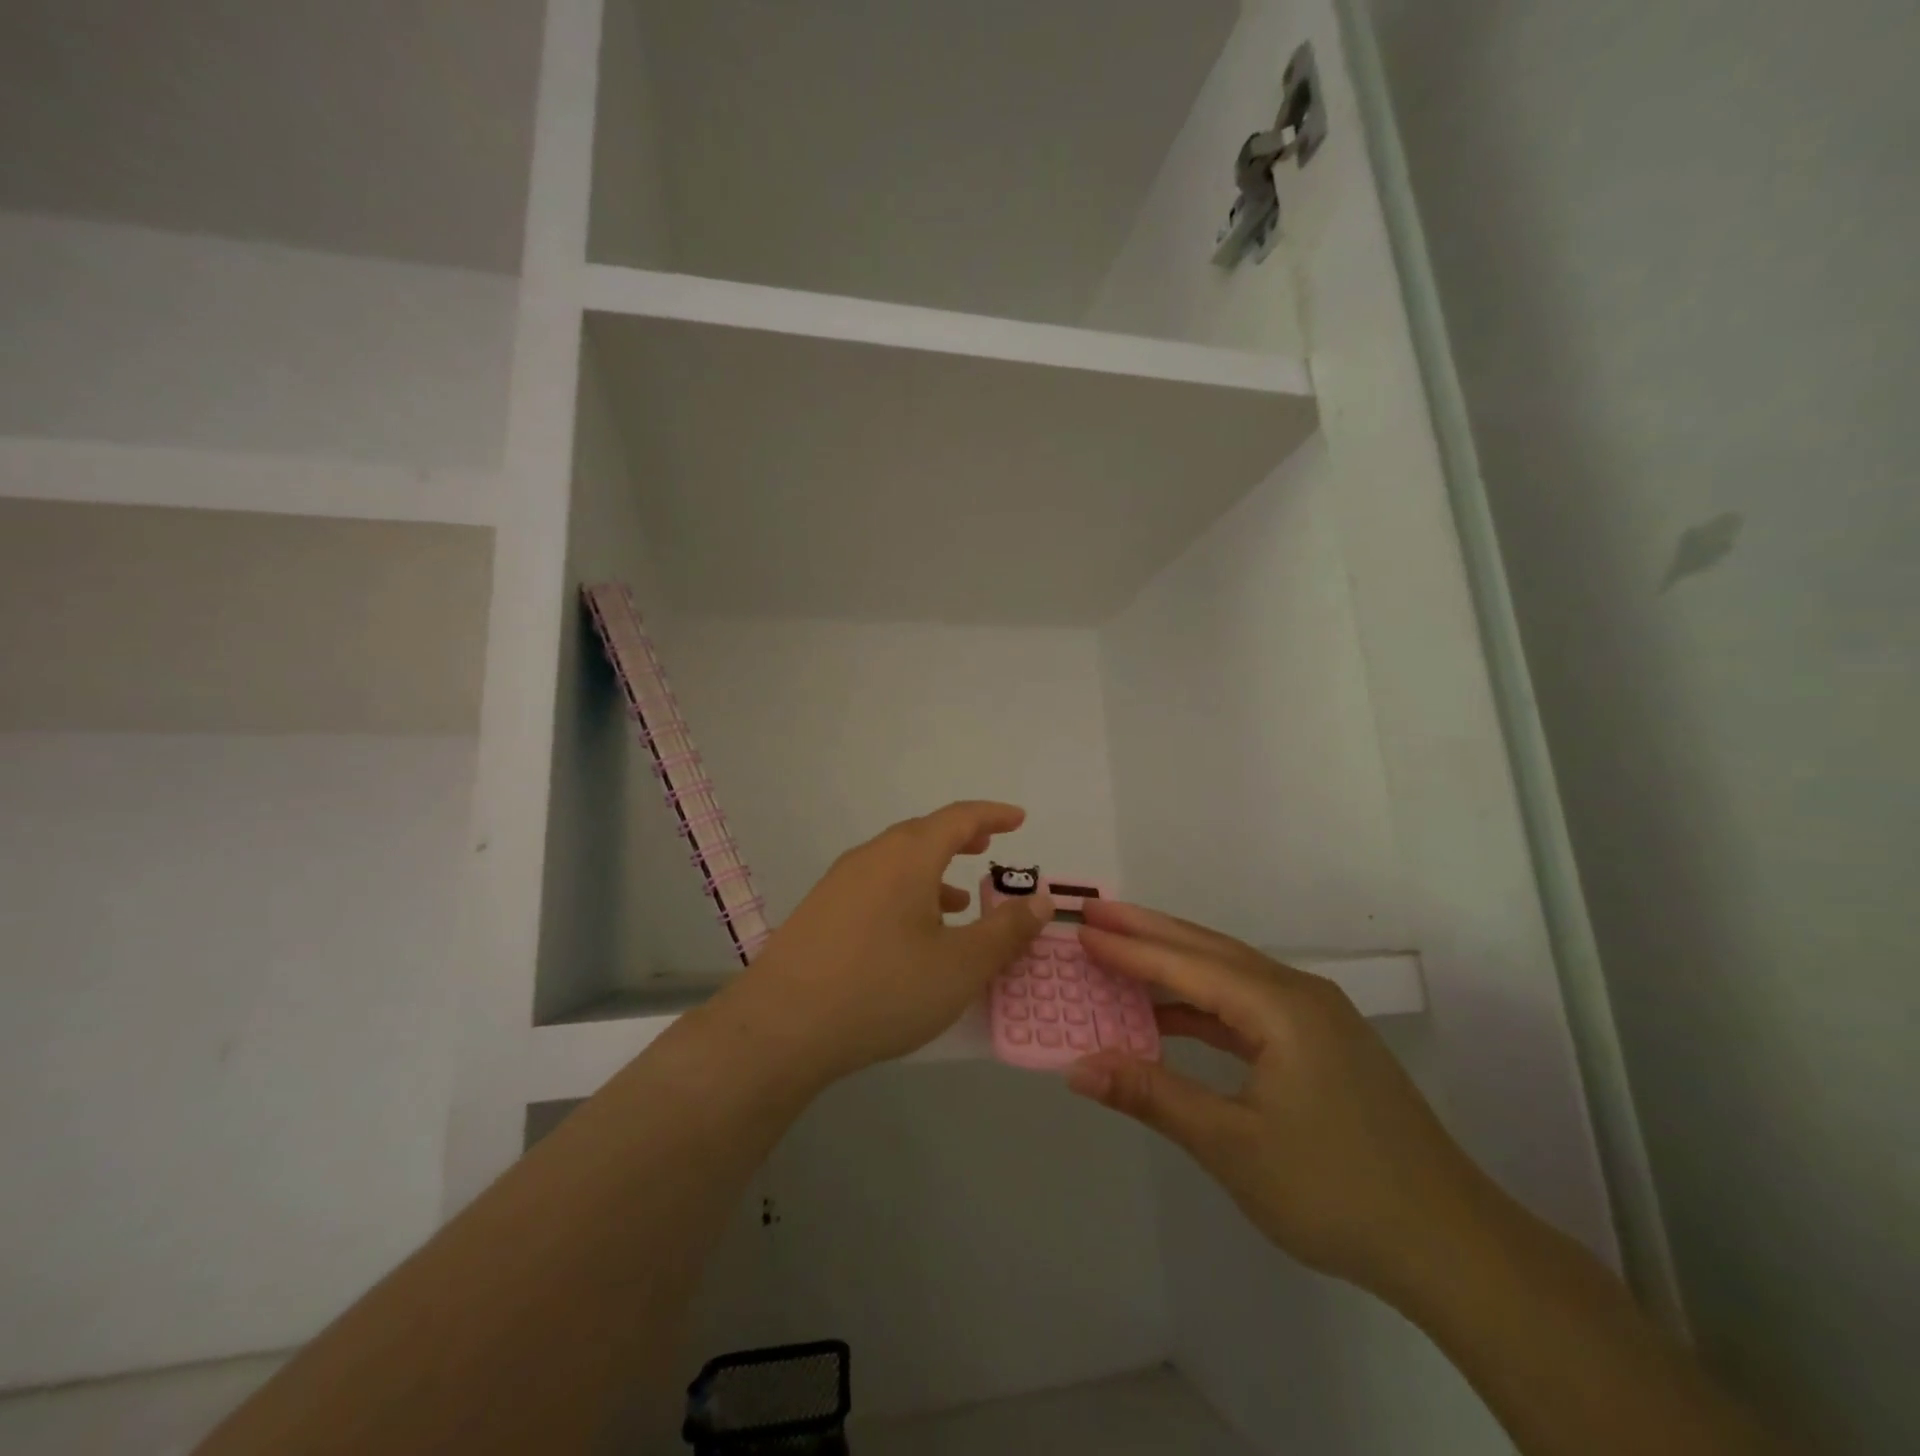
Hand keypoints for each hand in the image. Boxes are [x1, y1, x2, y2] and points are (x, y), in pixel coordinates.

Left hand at [721, 801, 1052, 1082]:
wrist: (783, 1026)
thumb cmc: (884, 987)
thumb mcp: (961, 965)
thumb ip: (1007, 930)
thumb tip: (1042, 900)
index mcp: (908, 856)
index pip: (959, 818)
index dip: (993, 815)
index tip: (1019, 818)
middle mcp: (872, 857)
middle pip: (924, 834)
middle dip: (961, 839)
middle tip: (989, 848)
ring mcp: (840, 882)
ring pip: (897, 863)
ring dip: (933, 871)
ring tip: (960, 901)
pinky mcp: (820, 911)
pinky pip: (875, 886)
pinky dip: (906, 893)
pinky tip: (912, 934)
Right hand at [1066, 900, 1490, 1297]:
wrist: (1451, 1246)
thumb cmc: (1335, 1191)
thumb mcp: (1231, 1146)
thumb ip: (1152, 1095)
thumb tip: (1077, 1068)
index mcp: (1281, 1007)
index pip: (1187, 964)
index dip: (1129, 949)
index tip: (1081, 930)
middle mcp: (1299, 994)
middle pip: (1210, 950)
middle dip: (1150, 931)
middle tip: (1096, 915)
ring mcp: (1315, 1017)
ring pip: (1230, 973)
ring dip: (1176, 964)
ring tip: (1123, 953)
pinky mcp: (1321, 1043)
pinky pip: (1247, 1005)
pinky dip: (1203, 1003)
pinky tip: (1172, 1015)